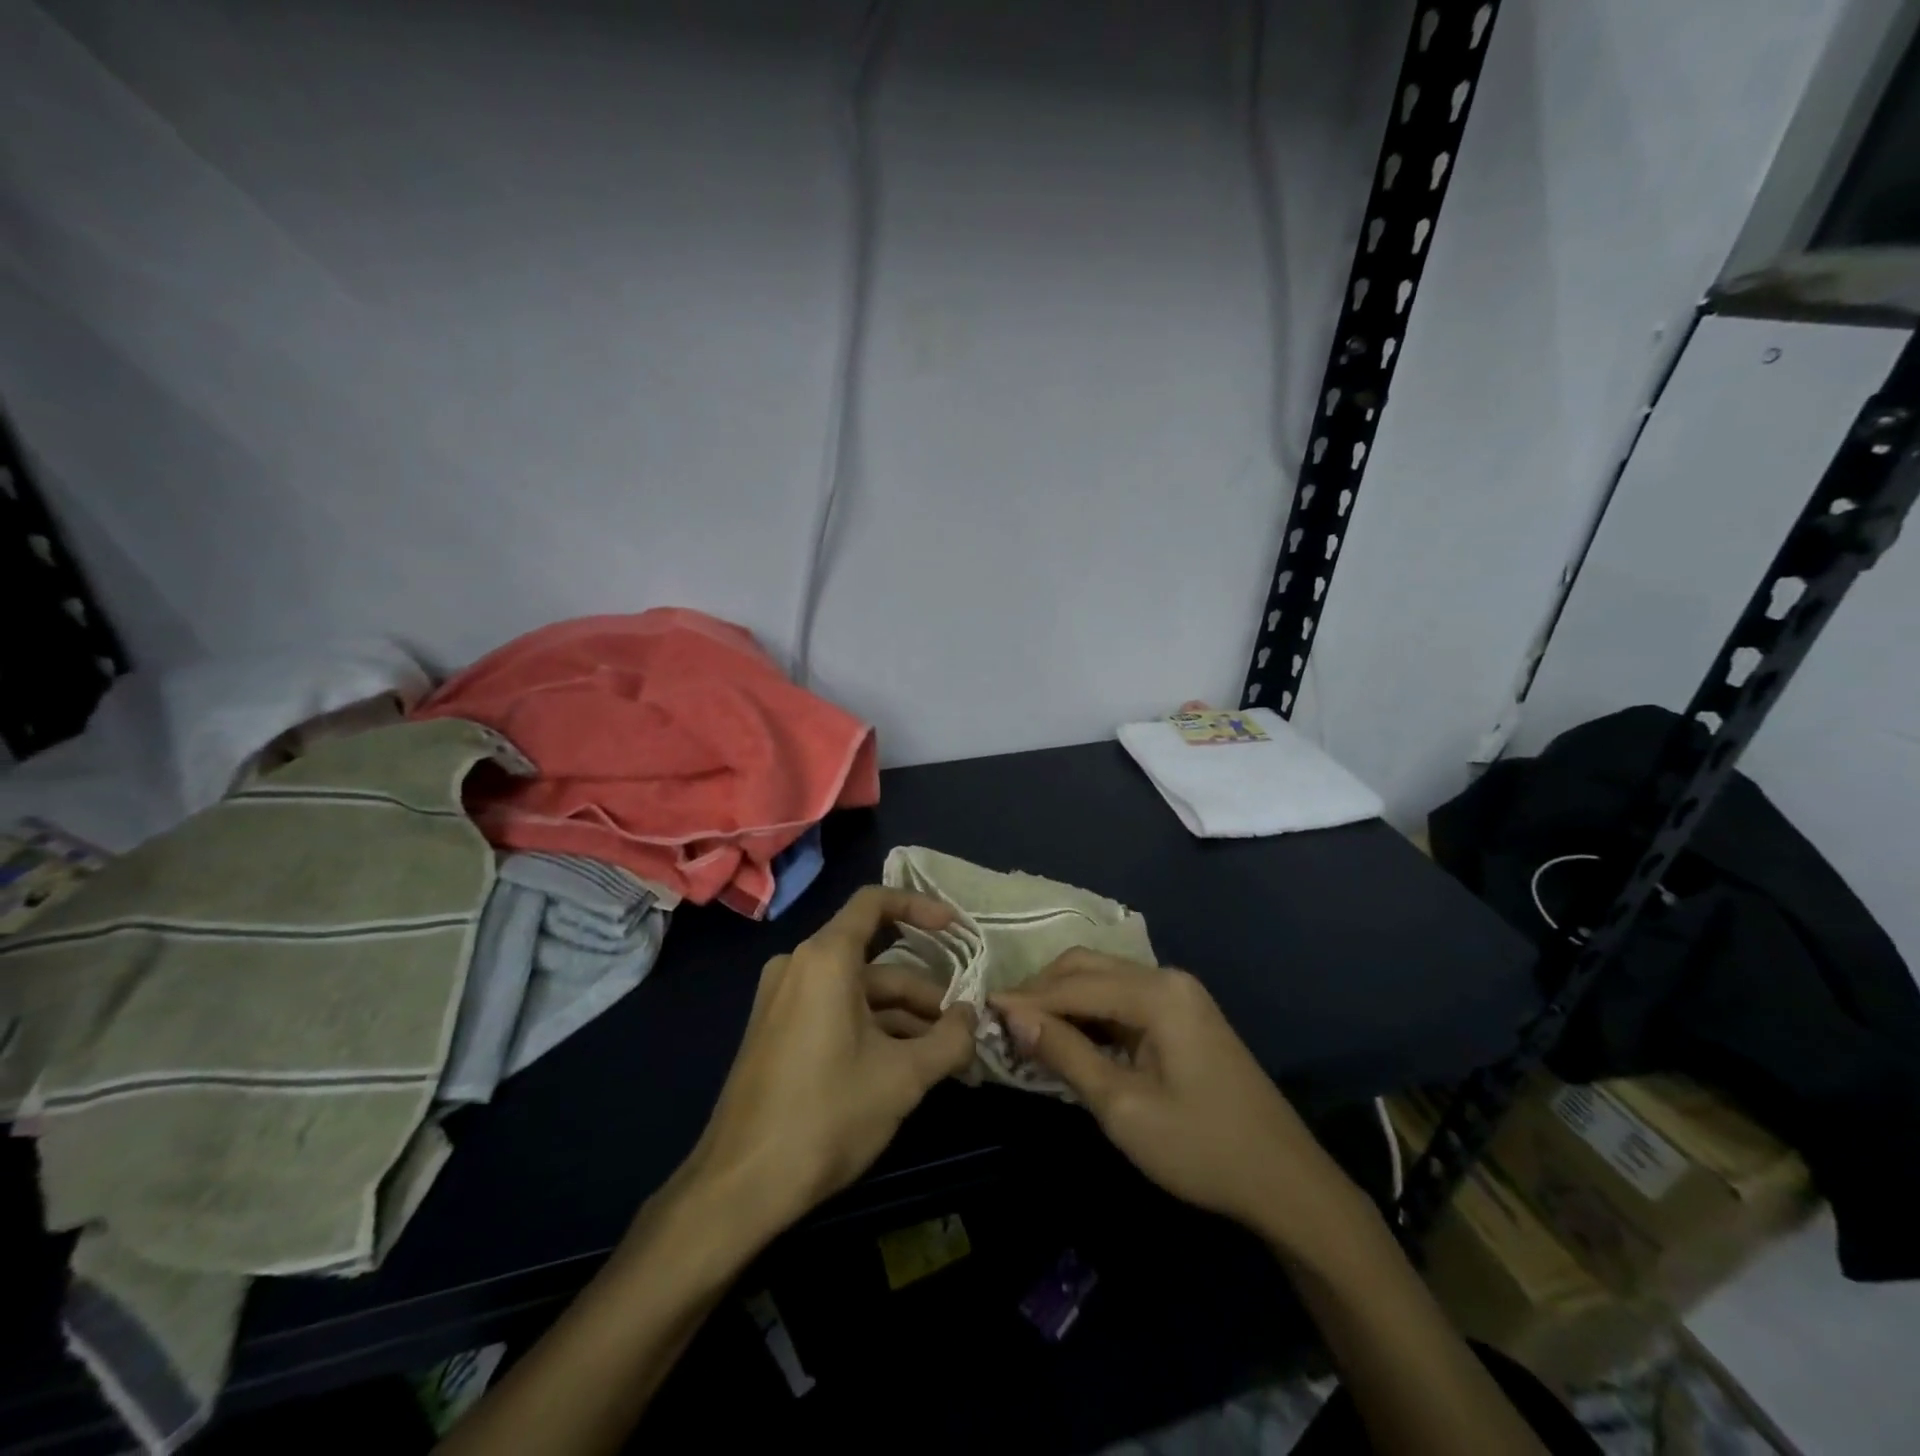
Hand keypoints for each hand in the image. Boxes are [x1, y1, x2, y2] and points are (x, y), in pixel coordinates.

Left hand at [677, 886, 976, 1238]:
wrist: (739, 1185)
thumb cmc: (826, 1116)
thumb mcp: (902, 1078)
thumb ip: (949, 1040)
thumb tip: (973, 1018)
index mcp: (825, 959)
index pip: (875, 903)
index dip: (919, 907)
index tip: (955, 929)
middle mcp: (799, 965)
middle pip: (875, 959)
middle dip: (924, 991)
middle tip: (963, 1027)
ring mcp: (783, 998)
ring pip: (858, 991)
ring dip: (903, 1017)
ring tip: (946, 1057)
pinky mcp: (778, 1030)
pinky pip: (835, 1011)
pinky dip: (873, 1029)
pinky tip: (906, 1066)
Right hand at [992, 950, 1362, 1250]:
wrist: (1285, 1182)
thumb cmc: (1201, 1148)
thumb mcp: (1123, 1107)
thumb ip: (1066, 1054)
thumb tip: (1013, 1016)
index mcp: (1158, 993)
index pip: (1075, 984)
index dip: (1026, 998)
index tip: (981, 1009)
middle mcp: (1167, 978)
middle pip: (1088, 968)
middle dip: (1043, 990)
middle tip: (1002, 1021)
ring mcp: (1178, 995)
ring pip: (1104, 980)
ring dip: (1064, 999)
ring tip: (1025, 1029)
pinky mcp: (1182, 1015)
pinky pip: (1123, 1000)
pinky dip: (1090, 1013)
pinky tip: (1067, 1036)